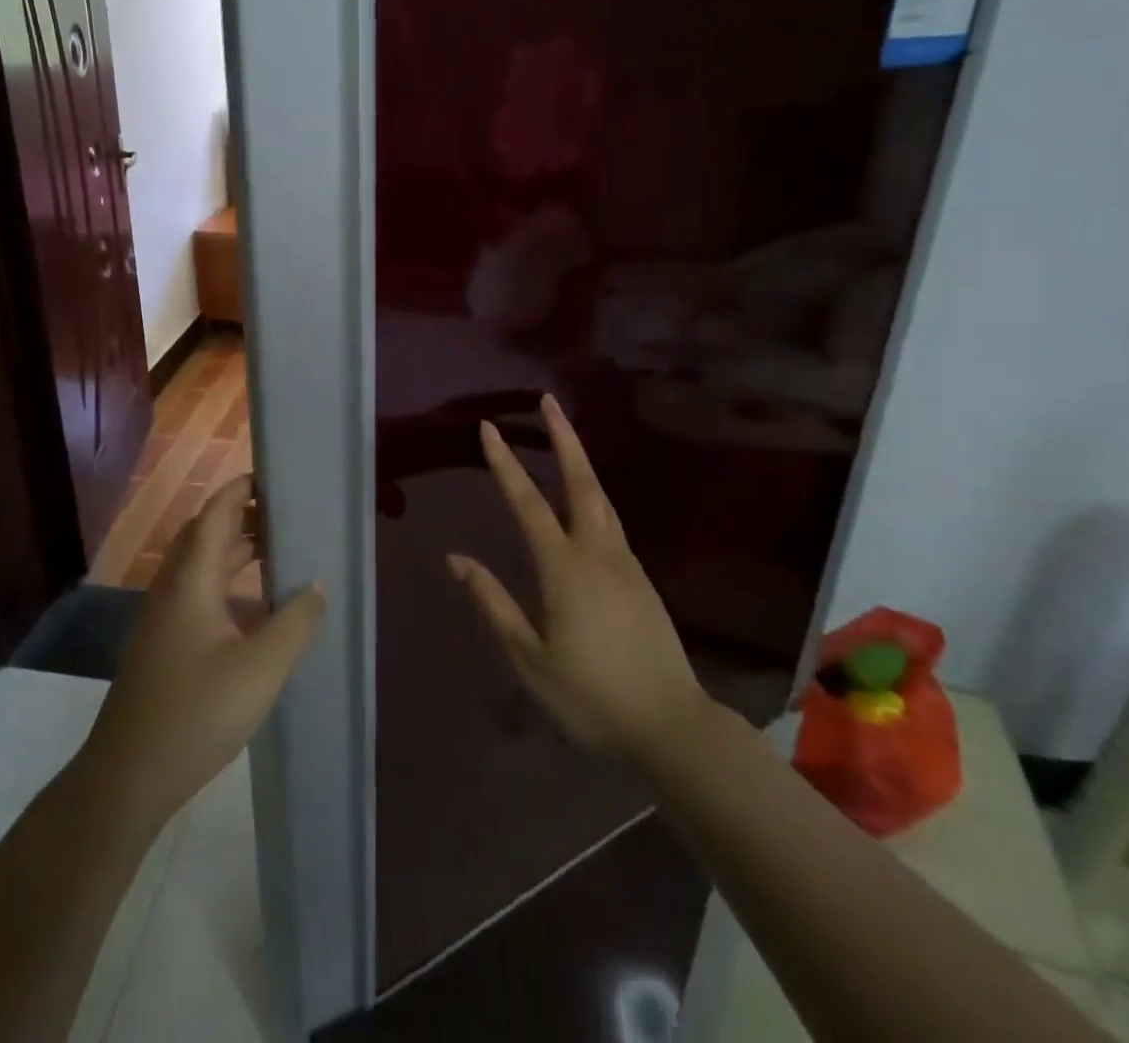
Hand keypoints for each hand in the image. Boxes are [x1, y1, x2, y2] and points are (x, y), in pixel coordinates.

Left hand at [79, 475, 325, 833]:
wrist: (127, 778)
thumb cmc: (196, 713)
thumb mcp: (261, 668)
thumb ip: (295, 622)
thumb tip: (317, 584)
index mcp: (191, 580)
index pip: (215, 514)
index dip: (240, 490)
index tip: (274, 478)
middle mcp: (172, 589)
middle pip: (206, 536)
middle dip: (243, 518)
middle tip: (286, 516)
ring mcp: (163, 619)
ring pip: (201, 568)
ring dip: (236, 553)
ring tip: (278, 553)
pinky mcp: (163, 646)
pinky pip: (198, 594)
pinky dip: (228, 584)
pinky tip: (255, 610)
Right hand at [448, 394, 706, 767]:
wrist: (672, 727)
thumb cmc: (591, 697)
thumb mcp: (529, 659)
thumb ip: (492, 603)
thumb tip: (456, 558)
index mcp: (565, 569)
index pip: (528, 503)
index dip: (505, 464)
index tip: (488, 428)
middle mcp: (598, 553)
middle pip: (580, 482)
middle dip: (563, 438)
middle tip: (549, 401)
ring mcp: (625, 563)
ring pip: (601, 498)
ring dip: (580, 461)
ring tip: (564, 437)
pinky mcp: (641, 579)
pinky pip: (611, 522)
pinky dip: (593, 494)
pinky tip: (585, 501)